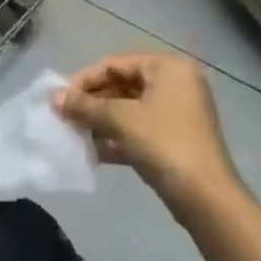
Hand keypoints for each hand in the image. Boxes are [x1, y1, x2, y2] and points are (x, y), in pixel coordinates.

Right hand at [53, 52, 239, 212]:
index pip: (116, 63)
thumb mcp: (120, 119)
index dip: (84, 79)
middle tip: (65, 117)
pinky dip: (118, 137)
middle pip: (123, 85)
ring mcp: (178, 113)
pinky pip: (140, 129)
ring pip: (130, 109)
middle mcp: (176, 83)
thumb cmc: (163, 143)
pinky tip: (94, 152)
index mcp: (167, 67)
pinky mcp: (176, 140)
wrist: (206, 198)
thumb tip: (54, 97)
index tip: (60, 97)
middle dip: (93, 102)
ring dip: (102, 121)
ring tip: (75, 134)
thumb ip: (85, 106)